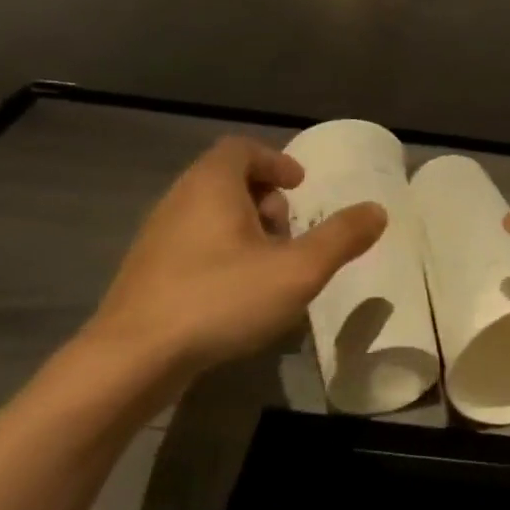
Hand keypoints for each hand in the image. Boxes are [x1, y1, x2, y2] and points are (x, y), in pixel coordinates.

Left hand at [76, 136, 384, 383]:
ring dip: (245, 229)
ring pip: (209, 215)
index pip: (241, 149)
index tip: (300, 187)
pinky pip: (193, 245)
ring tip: (270, 267)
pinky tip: (238, 295)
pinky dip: (222, 253)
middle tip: (288, 231)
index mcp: (212, 186)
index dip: (275, 162)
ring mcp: (157, 238)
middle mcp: (179, 201)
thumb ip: (341, 237)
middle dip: (265, 199)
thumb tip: (378, 210)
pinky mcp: (148, 274)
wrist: (131, 360)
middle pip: (226, 180)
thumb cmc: (220, 300)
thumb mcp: (297, 270)